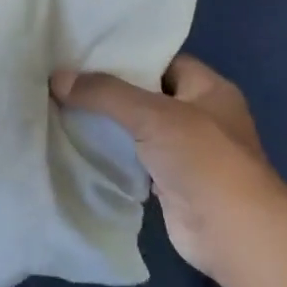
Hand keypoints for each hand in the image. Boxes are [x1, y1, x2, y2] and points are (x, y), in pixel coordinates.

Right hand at [52, 55, 286, 276]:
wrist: (229, 231)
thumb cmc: (202, 159)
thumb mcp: (152, 114)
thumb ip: (104, 94)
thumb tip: (57, 78)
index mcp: (209, 89)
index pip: (163, 62)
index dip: (127, 57)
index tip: (84, 55)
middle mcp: (200, 116)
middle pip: (146, 96)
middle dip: (109, 92)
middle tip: (64, 82)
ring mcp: (185, 152)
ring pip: (137, 130)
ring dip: (107, 125)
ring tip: (61, 109)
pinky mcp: (168, 182)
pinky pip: (133, 160)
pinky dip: (110, 156)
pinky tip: (77, 147)